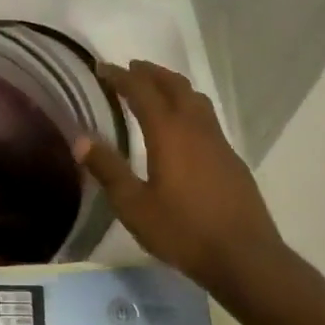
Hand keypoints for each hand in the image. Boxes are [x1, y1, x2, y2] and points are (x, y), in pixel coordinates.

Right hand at [77, 61, 283, 294]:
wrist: (244, 256)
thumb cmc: (183, 230)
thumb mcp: (134, 206)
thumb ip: (108, 169)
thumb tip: (80, 139)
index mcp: (169, 132)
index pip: (141, 91)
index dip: (120, 77)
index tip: (101, 68)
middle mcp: (195, 128)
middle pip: (174, 86)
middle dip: (150, 73)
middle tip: (130, 69)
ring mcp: (218, 142)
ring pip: (195, 99)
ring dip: (173, 86)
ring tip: (157, 88)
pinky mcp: (231, 159)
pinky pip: (207, 117)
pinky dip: (189, 107)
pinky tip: (184, 128)